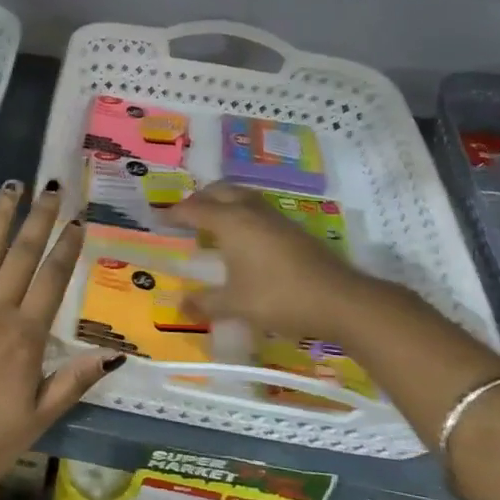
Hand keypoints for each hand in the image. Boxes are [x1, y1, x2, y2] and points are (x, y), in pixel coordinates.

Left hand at [0, 179, 120, 499]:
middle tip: (50, 186)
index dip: (67, 247)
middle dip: (38, 218)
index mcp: (25, 336)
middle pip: (21, 255)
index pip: (52, 280)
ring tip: (11, 187)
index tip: (77, 219)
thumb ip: (73, 381)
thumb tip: (114, 353)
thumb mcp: (37, 420)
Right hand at [164, 183, 383, 336]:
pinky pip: (258, 210)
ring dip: (224, 202)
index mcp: (231, 222)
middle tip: (186, 215)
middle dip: (200, 199)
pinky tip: (244, 238)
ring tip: (213, 222)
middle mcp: (251, 212)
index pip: (195, 209)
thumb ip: (205, 304)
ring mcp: (276, 218)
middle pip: (220, 191)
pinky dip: (242, 214)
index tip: (159, 219)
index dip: (175, 214)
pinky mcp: (293, 229)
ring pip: (242, 196)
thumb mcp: (235, 305)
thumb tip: (180, 307)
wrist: (339, 300)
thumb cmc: (279, 298)